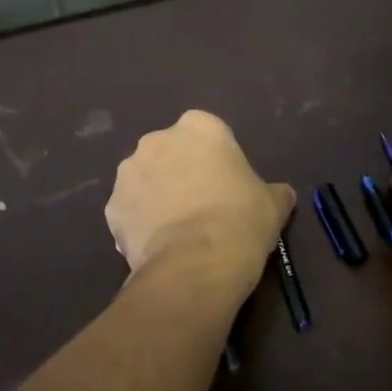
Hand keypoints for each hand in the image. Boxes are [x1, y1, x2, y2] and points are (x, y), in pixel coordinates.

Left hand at [106, 111, 294, 290]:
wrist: (196, 263)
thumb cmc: (241, 220)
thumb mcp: (273, 203)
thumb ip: (273, 191)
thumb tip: (280, 195)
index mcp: (200, 127)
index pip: (208, 134)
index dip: (217, 160)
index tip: (227, 185)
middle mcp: (157, 140)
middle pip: (171, 152)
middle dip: (180, 173)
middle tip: (202, 206)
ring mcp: (128, 173)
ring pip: (145, 180)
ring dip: (156, 196)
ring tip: (177, 231)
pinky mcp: (111, 208)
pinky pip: (129, 211)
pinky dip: (139, 224)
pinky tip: (157, 247)